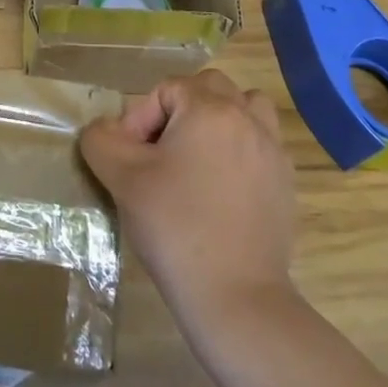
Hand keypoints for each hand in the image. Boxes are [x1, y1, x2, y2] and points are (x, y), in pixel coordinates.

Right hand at [80, 70, 296, 329]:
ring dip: (220, 119)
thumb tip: (102, 130)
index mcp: (209, 109)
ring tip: (197, 156)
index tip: (131, 160)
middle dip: (180, 109)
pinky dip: (241, 149)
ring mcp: (272, 150)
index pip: (167, 89)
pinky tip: (221, 188)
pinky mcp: (285, 183)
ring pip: (246, 107)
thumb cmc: (176, 228)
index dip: (141, 118)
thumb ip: (102, 141)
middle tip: (160, 152)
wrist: (237, 299)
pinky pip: (262, 143)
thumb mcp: (123, 180)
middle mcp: (246, 118)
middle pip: (210, 87)